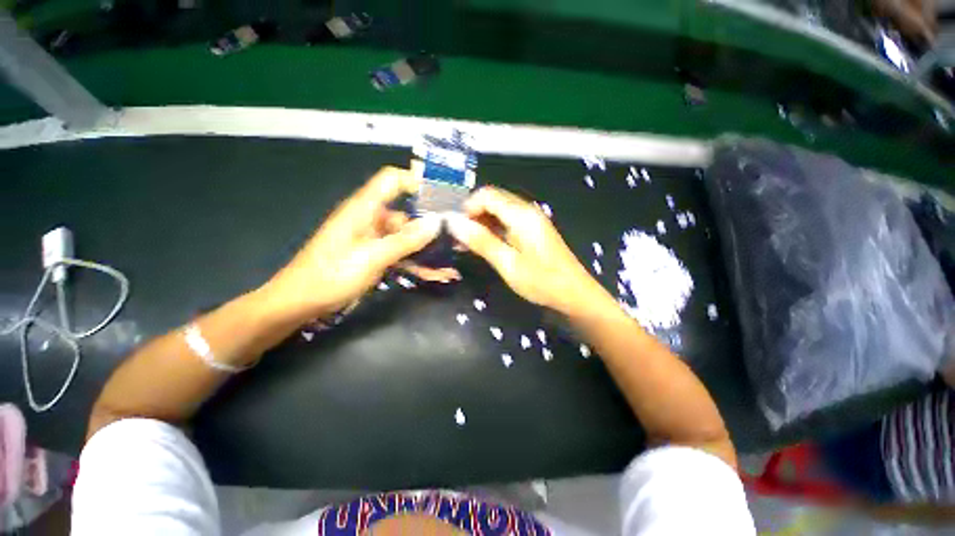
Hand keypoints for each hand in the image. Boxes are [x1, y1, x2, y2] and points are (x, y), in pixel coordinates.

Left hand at [263, 167, 453, 320]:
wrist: (300, 303)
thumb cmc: (331, 276)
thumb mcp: (372, 257)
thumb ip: (406, 240)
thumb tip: (436, 222)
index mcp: (364, 209)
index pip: (392, 180)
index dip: (416, 181)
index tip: (443, 196)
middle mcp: (371, 219)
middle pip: (406, 213)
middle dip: (431, 226)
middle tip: (455, 238)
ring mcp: (373, 239)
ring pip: (406, 238)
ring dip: (427, 251)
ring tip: (450, 264)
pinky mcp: (374, 255)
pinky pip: (400, 254)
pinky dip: (416, 263)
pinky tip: (436, 274)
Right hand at [446, 186, 609, 313]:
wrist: (575, 293)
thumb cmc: (542, 281)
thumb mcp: (508, 264)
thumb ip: (481, 241)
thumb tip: (455, 224)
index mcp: (521, 215)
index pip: (487, 195)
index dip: (468, 208)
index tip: (457, 230)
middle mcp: (527, 211)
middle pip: (493, 200)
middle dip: (473, 216)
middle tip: (461, 240)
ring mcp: (532, 220)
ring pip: (499, 211)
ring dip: (482, 224)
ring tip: (469, 245)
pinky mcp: (533, 230)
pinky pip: (508, 221)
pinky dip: (493, 230)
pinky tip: (486, 246)